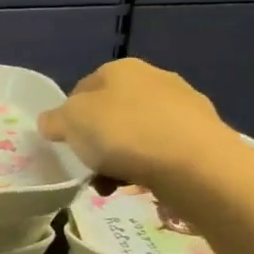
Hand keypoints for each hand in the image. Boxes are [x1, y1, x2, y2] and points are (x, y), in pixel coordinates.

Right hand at [38, 58, 237, 191]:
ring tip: (114, 185)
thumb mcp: (70, 123)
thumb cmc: (123, 133)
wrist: (195, 163)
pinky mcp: (203, 134)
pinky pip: (162, 150)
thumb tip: (51, 121)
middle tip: (88, 167)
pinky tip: (142, 184)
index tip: (66, 144)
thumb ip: (54, 120)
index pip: (81, 89)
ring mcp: (183, 105)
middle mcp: (154, 78)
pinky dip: (148, 165)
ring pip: (136, 133)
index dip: (68, 117)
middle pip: (111, 113)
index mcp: (120, 68)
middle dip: (97, 141)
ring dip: (120, 158)